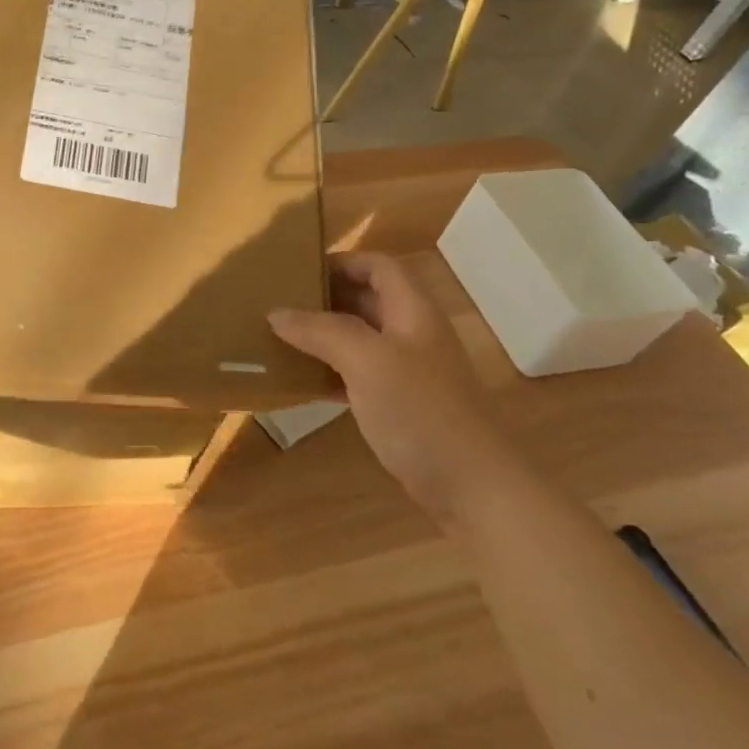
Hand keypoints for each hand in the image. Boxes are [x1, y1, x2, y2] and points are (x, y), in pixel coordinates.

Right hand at [269, 252, 508, 523]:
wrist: (472, 487)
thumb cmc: (421, 410)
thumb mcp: (366, 360)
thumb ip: (321, 330)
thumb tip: (276, 313)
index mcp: (413, 311)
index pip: (378, 266)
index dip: (342, 260)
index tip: (299, 270)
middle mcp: (412, 333)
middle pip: (367, 299)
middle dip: (325, 296)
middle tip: (280, 301)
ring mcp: (408, 371)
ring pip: (359, 338)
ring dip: (323, 334)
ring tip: (281, 336)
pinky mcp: (400, 405)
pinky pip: (357, 374)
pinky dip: (329, 370)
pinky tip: (300, 380)